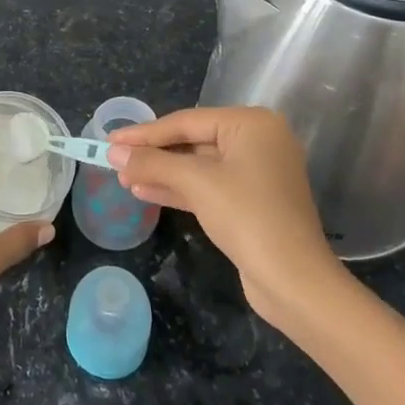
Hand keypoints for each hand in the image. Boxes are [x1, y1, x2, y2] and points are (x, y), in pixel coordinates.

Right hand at [107, 107, 343, 326]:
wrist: (294, 283)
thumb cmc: (248, 217)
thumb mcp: (196, 183)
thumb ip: (153, 162)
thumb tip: (112, 152)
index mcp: (252, 124)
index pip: (186, 122)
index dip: (145, 132)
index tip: (110, 139)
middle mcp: (257, 141)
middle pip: (192, 141)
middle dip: (153, 154)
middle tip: (114, 160)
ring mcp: (256, 172)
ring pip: (197, 166)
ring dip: (161, 172)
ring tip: (124, 178)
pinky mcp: (251, 201)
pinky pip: (207, 186)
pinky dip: (178, 189)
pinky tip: (144, 192)